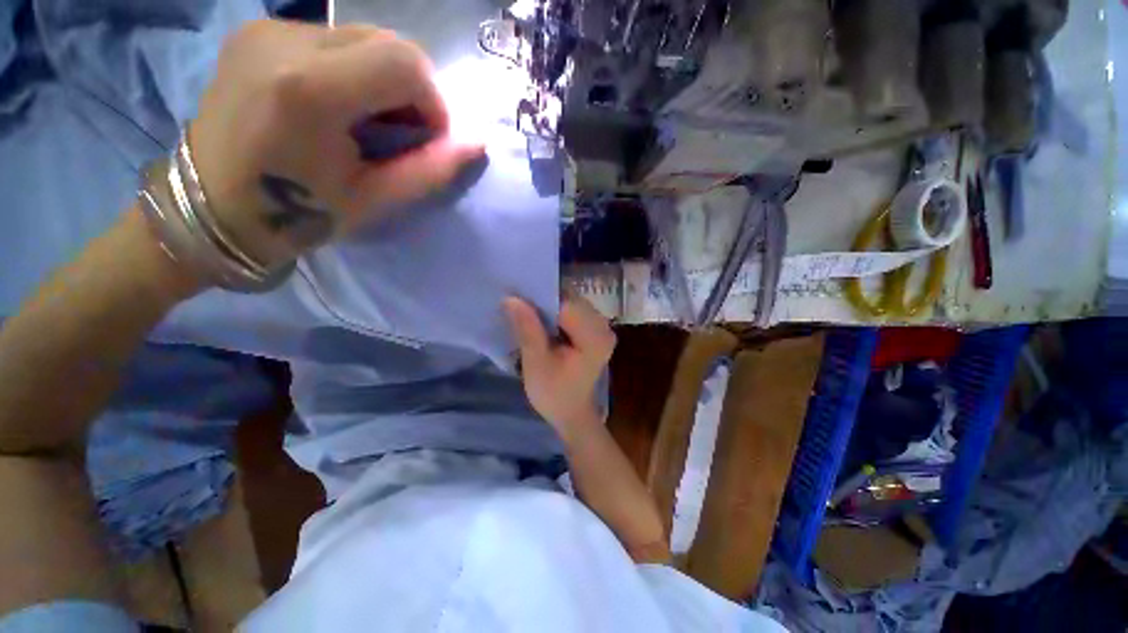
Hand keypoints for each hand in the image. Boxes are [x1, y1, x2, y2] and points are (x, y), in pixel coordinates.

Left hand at [189, 20, 484, 266]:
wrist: (211, 205)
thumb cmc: (296, 214)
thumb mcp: (374, 200)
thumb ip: (429, 169)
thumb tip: (477, 142)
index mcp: (310, 90)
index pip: (404, 62)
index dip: (433, 101)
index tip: (428, 137)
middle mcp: (284, 40)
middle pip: (386, 41)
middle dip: (412, 89)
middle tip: (403, 132)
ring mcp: (266, 29)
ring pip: (362, 36)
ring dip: (384, 78)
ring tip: (368, 121)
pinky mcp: (258, 30)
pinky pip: (332, 37)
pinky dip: (354, 69)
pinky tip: (340, 104)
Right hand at [504, 296, 615, 442]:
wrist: (571, 414)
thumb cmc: (554, 394)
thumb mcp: (536, 364)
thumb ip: (528, 329)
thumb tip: (512, 298)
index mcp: (595, 338)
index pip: (567, 304)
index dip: (541, 298)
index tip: (517, 296)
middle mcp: (604, 327)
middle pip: (571, 300)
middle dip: (545, 300)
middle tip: (519, 303)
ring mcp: (602, 327)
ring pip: (572, 302)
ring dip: (549, 305)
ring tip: (527, 311)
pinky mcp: (595, 330)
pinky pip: (574, 310)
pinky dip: (556, 312)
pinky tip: (542, 320)